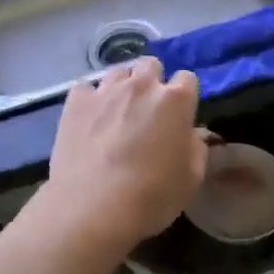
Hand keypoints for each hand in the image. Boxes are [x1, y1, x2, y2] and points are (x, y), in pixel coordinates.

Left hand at [29, 58, 206, 257]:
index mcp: (175, 100)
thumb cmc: (151, 196)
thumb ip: (196, 148)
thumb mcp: (191, 179)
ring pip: (119, 72)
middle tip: (148, 110)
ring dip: (123, 87)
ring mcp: (106, 90)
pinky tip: (90, 119)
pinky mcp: (76, 101)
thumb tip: (191, 134)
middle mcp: (141, 85)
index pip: (187, 79)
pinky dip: (90, 99)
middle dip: (152, 81)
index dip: (184, 96)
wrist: (92, 207)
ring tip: (117, 112)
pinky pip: (86, 88)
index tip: (179, 114)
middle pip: (151, 65)